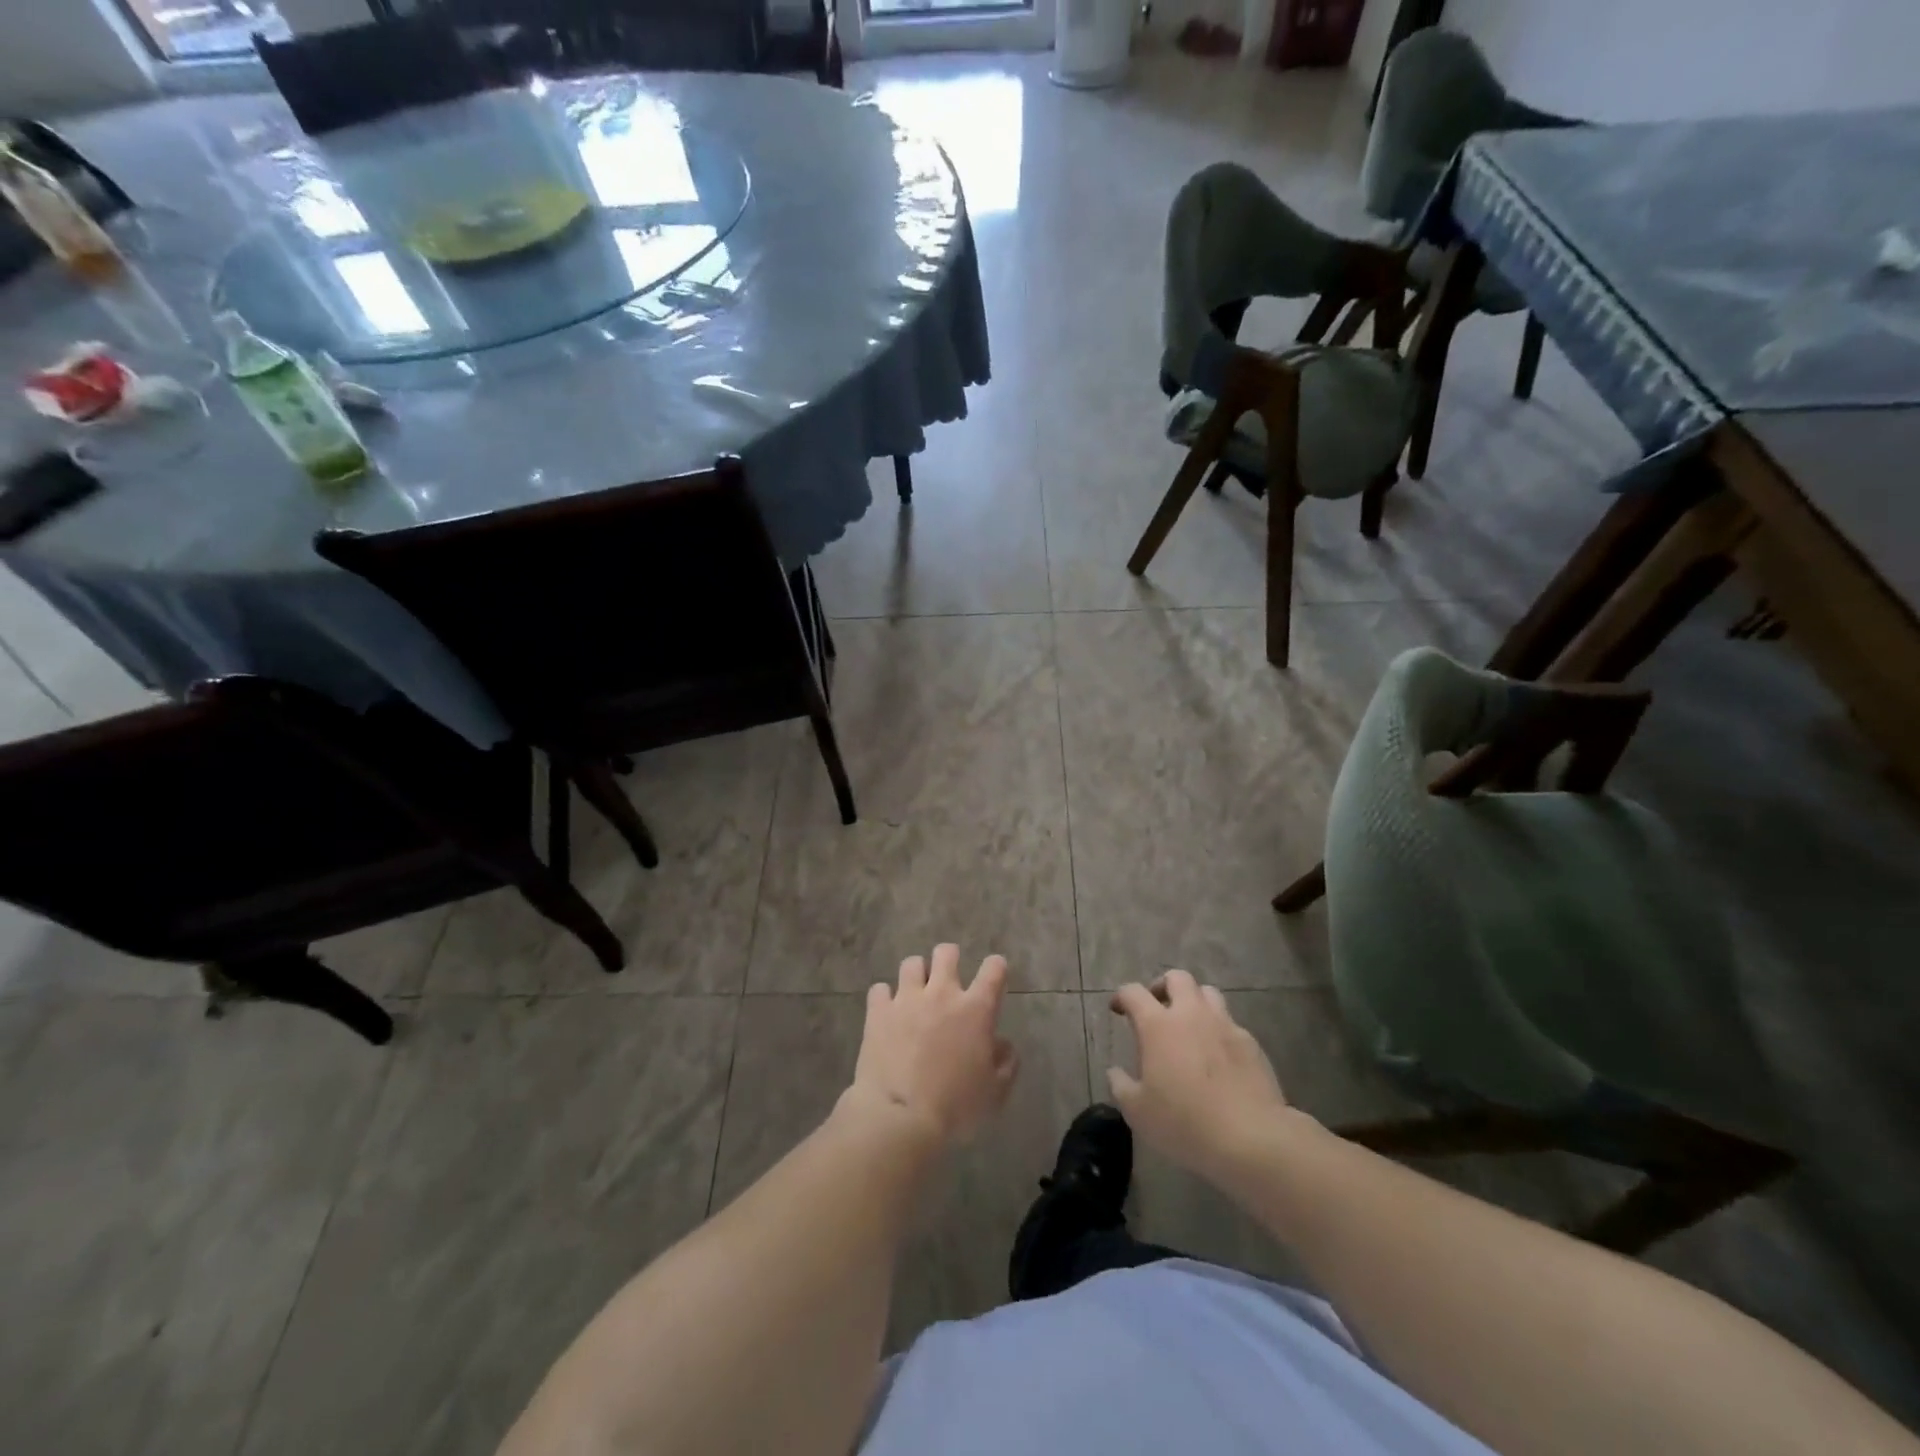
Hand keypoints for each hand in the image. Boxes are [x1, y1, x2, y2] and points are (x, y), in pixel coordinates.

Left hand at [846, 944, 1018, 1145]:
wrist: (900, 1116)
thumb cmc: (955, 1106)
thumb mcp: (994, 1092)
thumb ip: (1006, 1063)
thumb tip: (1003, 1045)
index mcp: (976, 1009)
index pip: (993, 969)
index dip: (996, 967)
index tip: (994, 974)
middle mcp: (942, 993)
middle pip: (946, 953)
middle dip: (949, 959)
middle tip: (948, 978)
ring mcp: (907, 999)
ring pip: (911, 963)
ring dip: (916, 975)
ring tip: (915, 993)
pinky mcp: (878, 1011)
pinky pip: (880, 989)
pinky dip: (884, 998)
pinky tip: (886, 1012)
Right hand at [1107, 970, 1290, 1185]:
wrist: (1251, 1138)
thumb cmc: (1185, 1122)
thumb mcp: (1138, 1112)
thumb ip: (1121, 1086)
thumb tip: (1115, 1072)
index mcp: (1158, 1025)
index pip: (1133, 992)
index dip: (1122, 996)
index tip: (1118, 1009)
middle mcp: (1191, 1015)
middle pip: (1177, 978)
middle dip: (1163, 986)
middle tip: (1157, 1007)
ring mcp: (1224, 1025)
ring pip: (1208, 993)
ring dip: (1194, 1001)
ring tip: (1189, 1025)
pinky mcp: (1251, 1043)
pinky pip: (1230, 1023)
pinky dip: (1218, 1030)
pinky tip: (1217, 1055)